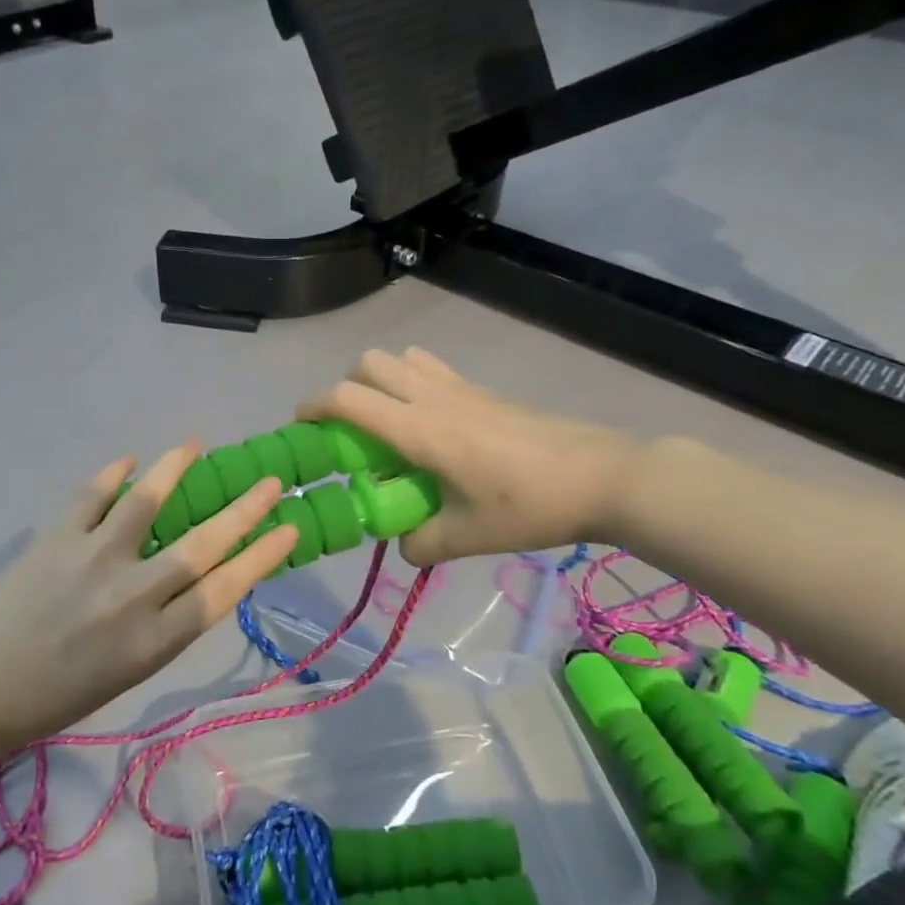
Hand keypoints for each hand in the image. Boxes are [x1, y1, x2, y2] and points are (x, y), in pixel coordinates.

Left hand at [0, 446, 296, 750]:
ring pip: (148, 503)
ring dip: (175, 469)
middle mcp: (134, 595)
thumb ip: (163, 625)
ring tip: (195, 446)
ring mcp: (94, 559)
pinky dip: (112, 474)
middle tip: (269, 482)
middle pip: (203, 544)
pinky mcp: (57, 538)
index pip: (225, 589)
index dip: (262, 556)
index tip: (289, 528)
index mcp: (155, 640)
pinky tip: (128, 460)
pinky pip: (92, 496)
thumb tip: (190, 578)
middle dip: (244, 511)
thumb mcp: (127, 672)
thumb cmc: (56, 696)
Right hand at [299, 348, 640, 565]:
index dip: (313, 406)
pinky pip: (432, 369)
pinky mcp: (483, 390)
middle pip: (368, 363)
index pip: (347, 398)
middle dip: (347, 388)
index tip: (302, 428)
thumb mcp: (468, 537)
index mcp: (419, 429)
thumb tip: (402, 545)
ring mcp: (460, 388)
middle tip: (352, 431)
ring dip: (380, 381)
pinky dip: (412, 384)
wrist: (603, 476)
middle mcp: (432, 397)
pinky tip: (431, 425)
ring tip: (388, 424)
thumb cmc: (530, 506)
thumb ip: (421, 544)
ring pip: (400, 359)